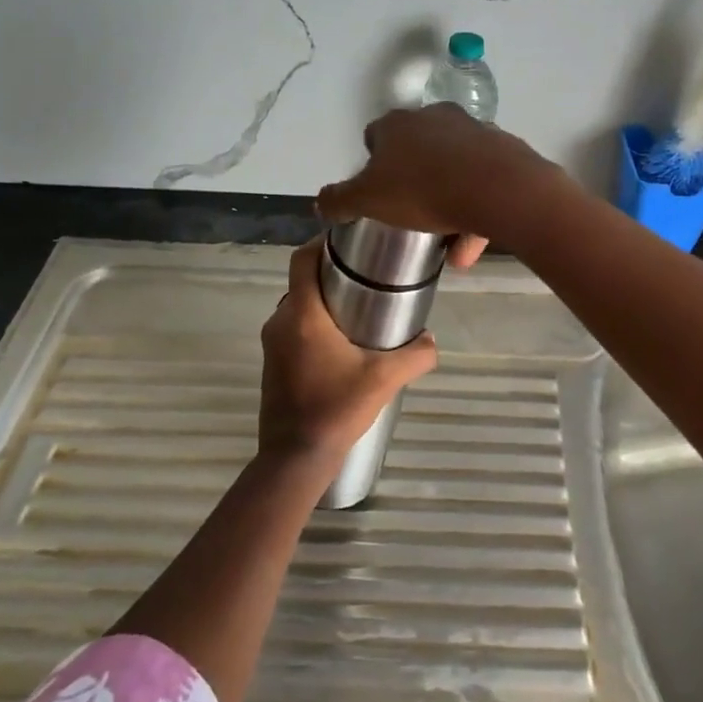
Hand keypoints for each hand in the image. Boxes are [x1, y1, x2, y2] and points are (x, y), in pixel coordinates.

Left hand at [258, 238, 438, 474]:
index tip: (350, 244)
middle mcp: (280, 321)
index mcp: (302, 314)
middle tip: (367, 278)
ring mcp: (272, 344)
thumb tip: (430, 340)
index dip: (322, 243)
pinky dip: (314, 325)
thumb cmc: (336, 408)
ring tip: (359, 310)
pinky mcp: (272, 364)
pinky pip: (293, 330)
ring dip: (323, 302)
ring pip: (299, 307)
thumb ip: (416, 355)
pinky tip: (342, 344)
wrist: (295, 458)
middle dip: (331, 274)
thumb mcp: (385, 379)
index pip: (301, 259)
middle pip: (303, 281)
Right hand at [315, 104, 555, 268]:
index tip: (376, 193)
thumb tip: (319, 203)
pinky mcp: (503, 151)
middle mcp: (435, 118)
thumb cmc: (423, 190)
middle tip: (410, 216)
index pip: (376, 136)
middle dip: (413, 184)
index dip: (372, 164)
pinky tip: (470, 249)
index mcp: (398, 125)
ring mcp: (473, 132)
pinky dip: (475, 213)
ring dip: (448, 206)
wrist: (498, 188)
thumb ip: (339, 201)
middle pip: (417, 152)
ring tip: (447, 248)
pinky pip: (482, 185)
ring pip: (454, 172)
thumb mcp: (368, 200)